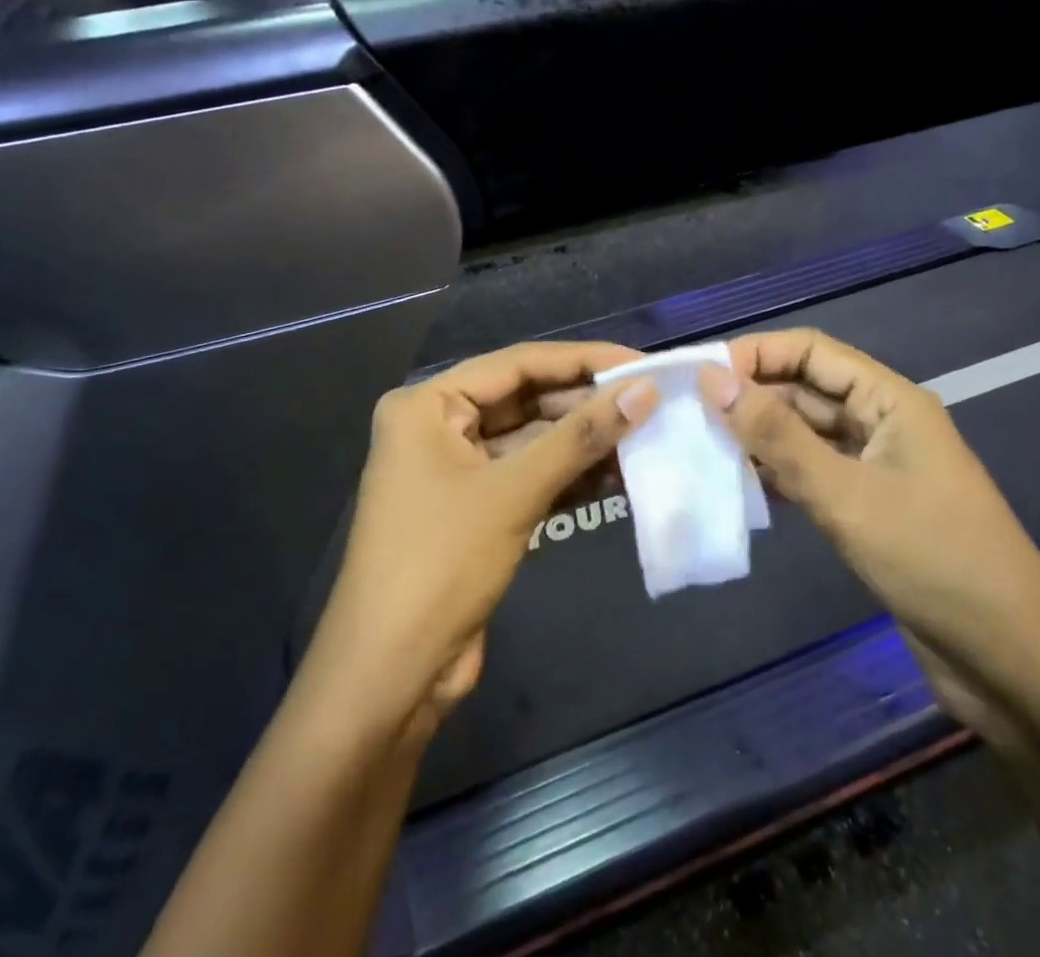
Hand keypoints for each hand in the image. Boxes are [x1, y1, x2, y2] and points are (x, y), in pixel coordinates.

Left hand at [308, 343, 656, 740]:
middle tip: (650, 402)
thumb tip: (644, 391)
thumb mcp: (513, 493)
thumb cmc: (440, 565)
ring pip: (532, 440)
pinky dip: (569, 476)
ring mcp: (456, 470)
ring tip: (645, 436)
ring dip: (583, 442)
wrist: (389, 678)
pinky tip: (618, 476)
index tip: (641, 363)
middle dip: (586, 404)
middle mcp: (438, 426)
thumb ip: (580, 437)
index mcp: (427, 404)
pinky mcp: (475, 509)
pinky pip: (529, 476)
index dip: (583, 360)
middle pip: (525, 400)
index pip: (517, 364)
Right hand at [699, 329, 1039, 741]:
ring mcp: (875, 468)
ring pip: (805, 434)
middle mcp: (881, 423)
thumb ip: (776, 436)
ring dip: (759, 437)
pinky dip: (777, 474)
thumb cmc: (933, 560)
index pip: (811, 351)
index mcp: (890, 400)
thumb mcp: (846, 494)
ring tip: (700, 447)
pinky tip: (738, 486)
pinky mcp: (868, 508)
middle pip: (805, 390)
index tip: (699, 375)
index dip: (755, 354)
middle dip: (750, 396)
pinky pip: (812, 474)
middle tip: (687, 414)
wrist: (1010, 664)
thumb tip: (713, 379)